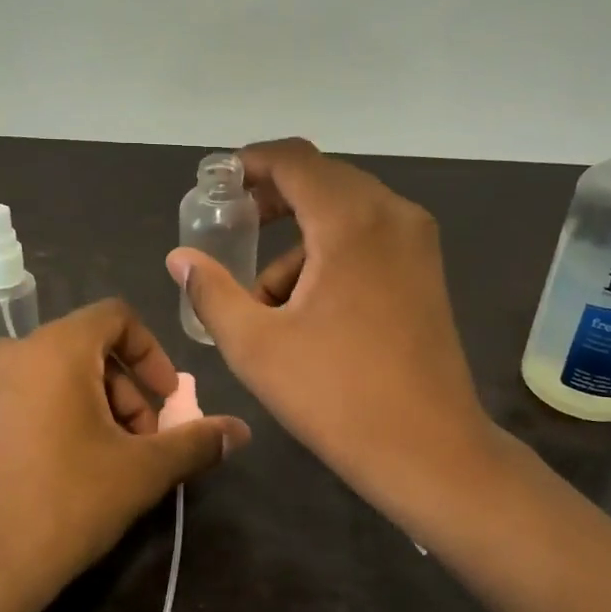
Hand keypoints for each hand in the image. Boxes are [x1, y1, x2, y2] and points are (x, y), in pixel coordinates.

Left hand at [0, 299, 249, 611]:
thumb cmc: (65, 504)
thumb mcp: (141, 471)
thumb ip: (195, 442)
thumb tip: (241, 431)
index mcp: (54, 348)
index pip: (116, 317)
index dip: (152, 353)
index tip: (168, 399)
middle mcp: (13, 353)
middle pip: (88, 348)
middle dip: (128, 390)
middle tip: (145, 442)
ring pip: (58, 374)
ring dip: (97, 405)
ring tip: (111, 460)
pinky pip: (27, 396)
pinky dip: (60, 414)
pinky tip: (70, 468)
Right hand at [166, 138, 492, 513]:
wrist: (430, 452)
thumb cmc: (337, 396)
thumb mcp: (255, 345)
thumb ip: (211, 291)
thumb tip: (180, 258)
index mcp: (351, 221)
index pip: (294, 159)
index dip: (250, 163)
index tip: (217, 185)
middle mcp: (392, 215)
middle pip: (321, 180)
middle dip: (272, 200)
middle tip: (232, 228)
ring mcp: (417, 242)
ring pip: (343, 212)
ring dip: (299, 240)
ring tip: (266, 298)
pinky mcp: (426, 270)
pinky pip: (367, 237)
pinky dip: (330, 254)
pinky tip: (308, 310)